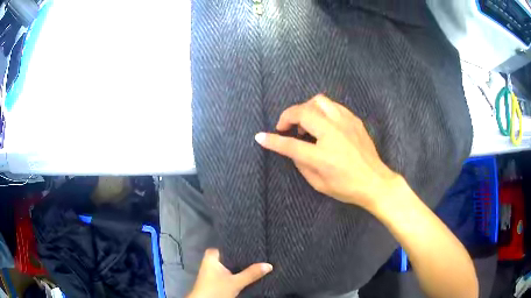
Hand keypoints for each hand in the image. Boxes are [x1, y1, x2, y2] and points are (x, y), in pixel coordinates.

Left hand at [187, 249, 272, 297]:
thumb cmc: (216, 290)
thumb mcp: (236, 282)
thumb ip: (251, 274)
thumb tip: (269, 265)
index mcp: (210, 258)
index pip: (224, 246)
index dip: (236, 246)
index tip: (250, 244)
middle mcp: (209, 263)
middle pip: (227, 257)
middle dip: (240, 257)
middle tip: (256, 253)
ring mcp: (211, 273)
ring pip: (228, 266)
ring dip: (238, 266)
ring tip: (255, 261)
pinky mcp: (214, 281)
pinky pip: (227, 273)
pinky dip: (235, 273)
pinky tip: (246, 273)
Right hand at [255, 94, 399, 210]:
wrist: (375, 182)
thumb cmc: (347, 187)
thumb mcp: (319, 184)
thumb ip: (302, 164)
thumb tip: (292, 148)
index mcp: (322, 156)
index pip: (290, 144)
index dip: (272, 140)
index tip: (260, 136)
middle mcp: (333, 134)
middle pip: (303, 112)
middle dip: (287, 116)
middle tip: (285, 127)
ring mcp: (345, 123)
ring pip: (318, 101)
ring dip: (305, 109)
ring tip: (305, 123)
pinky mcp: (354, 120)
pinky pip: (333, 106)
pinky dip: (322, 111)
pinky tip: (323, 123)